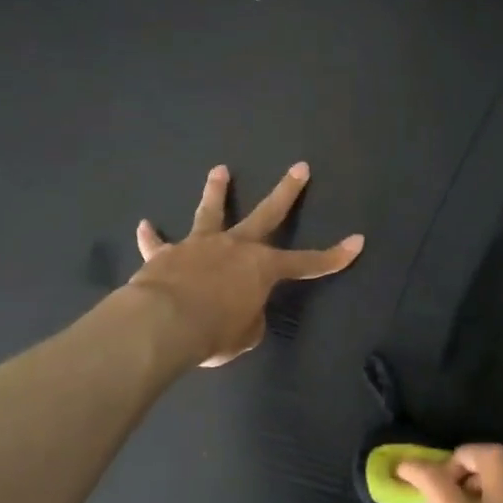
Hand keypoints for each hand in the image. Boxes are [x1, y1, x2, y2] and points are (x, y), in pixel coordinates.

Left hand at [130, 163, 363, 366]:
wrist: (163, 323)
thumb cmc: (214, 332)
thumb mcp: (245, 334)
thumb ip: (250, 318)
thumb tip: (242, 310)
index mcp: (262, 267)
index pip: (308, 263)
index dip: (334, 256)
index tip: (357, 242)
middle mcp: (235, 247)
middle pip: (266, 213)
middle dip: (287, 191)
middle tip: (299, 168)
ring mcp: (199, 246)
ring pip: (211, 213)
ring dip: (217, 191)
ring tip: (219, 171)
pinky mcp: (165, 255)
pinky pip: (157, 244)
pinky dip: (152, 237)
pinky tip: (145, 225)